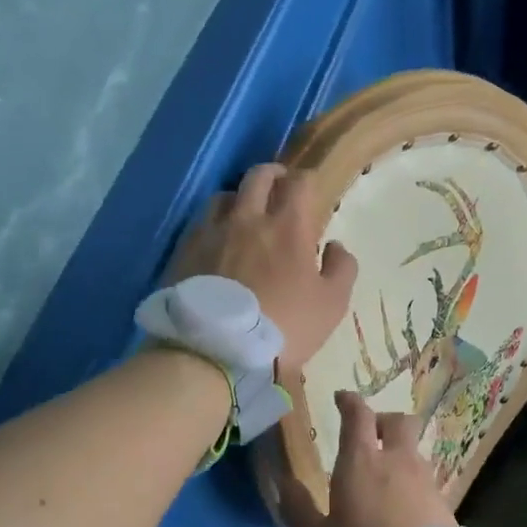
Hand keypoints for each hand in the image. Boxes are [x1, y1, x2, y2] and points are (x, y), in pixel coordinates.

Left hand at [169, 164, 356, 371]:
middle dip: (272, 175)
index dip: (307, 179)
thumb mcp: (331, 305)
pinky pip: (200, 224)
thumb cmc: (285, 328)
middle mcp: (247, 219)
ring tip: (243, 214)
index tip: (310, 189)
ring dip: (239, 198)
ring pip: (224, 196)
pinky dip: (213, 224)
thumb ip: (341, 269)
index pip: (299, 183)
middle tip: (279, 185)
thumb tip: (336, 245)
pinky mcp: (185, 252)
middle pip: (258, 177)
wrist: (218, 351)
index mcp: (287, 227)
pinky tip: (216, 241)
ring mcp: (211, 233)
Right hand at [279, 391, 455, 526]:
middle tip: (368, 436)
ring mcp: (425, 480)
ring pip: (414, 450)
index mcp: (362, 462)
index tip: (341, 399)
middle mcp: (398, 461)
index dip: (349, 402)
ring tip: (384, 480)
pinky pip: (425, 478)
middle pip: (399, 421)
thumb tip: (284, 484)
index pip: (358, 415)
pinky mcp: (444, 503)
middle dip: (383, 420)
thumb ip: (299, 510)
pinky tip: (403, 507)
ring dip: (399, 453)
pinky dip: (411, 481)